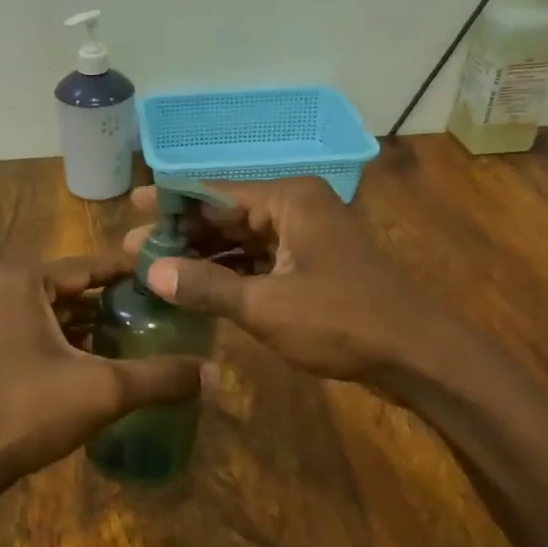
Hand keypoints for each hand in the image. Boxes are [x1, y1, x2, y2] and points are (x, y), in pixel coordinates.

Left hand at [0, 255, 207, 493]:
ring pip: (36, 310)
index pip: (87, 266)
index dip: (128, 274)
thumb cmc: (24, 412)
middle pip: (61, 287)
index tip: (163, 277)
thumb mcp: (102, 391)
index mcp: (18, 278)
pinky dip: (45, 339)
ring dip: (74, 324)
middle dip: (103, 302)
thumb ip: (160, 377)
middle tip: (147, 315)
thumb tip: (216, 375)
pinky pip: (13, 329)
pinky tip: (75, 363)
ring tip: (119, 339)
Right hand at [123, 177, 459, 381]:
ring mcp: (305, 237)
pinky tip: (197, 287)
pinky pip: (258, 260)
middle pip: (226, 215)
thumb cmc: (341, 321)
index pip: (215, 192)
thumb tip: (152, 272)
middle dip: (182, 233)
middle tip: (133, 250)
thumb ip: (207, 286)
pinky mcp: (310, 266)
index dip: (170, 202)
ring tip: (156, 270)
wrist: (415, 354)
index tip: (131, 206)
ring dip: (203, 256)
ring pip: (241, 240)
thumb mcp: (266, 305)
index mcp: (288, 199)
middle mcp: (296, 208)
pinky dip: (229, 273)